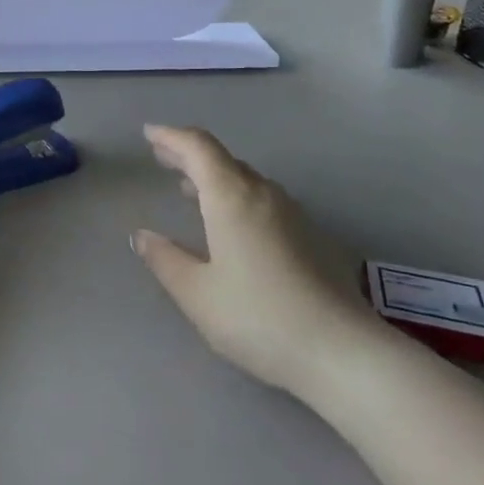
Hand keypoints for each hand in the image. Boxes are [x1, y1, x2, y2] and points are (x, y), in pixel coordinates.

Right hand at [131, 125, 390, 399]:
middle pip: (221, 159)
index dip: (171, 136)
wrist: (342, 351)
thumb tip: (141, 236)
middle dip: (188, 155)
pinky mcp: (310, 235)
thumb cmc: (258, 317)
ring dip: (214, 176)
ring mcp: (291, 213)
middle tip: (162, 156)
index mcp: (231, 196)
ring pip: (245, 179)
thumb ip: (165, 260)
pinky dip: (235, 196)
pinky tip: (230, 222)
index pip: (198, 148)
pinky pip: (262, 199)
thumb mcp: (197, 294)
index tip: (148, 133)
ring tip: (189, 188)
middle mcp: (262, 193)